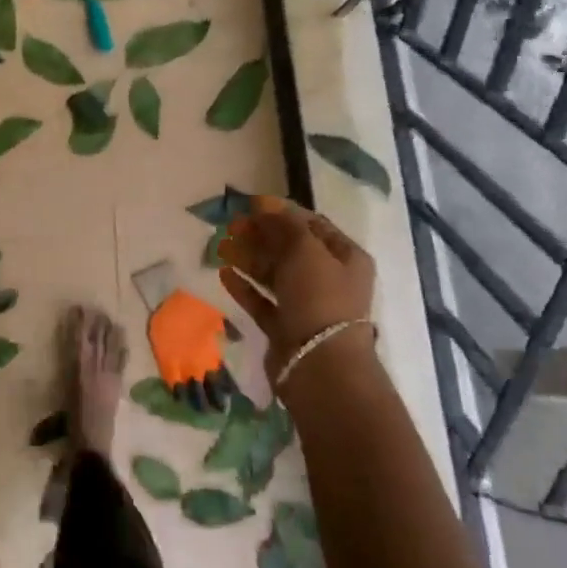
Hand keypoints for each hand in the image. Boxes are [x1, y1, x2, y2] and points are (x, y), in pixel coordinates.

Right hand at [218, 196, 375, 383]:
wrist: (319, 364)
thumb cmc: (318, 297)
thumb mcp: (305, 250)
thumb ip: (284, 224)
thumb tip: (265, 202)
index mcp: (345, 257)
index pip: (312, 225)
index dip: (282, 212)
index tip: (251, 205)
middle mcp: (329, 279)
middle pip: (290, 249)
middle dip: (260, 235)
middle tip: (231, 226)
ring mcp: (307, 305)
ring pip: (274, 274)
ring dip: (248, 258)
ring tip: (220, 247)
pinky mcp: (285, 327)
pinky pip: (262, 301)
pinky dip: (245, 287)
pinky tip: (224, 275)